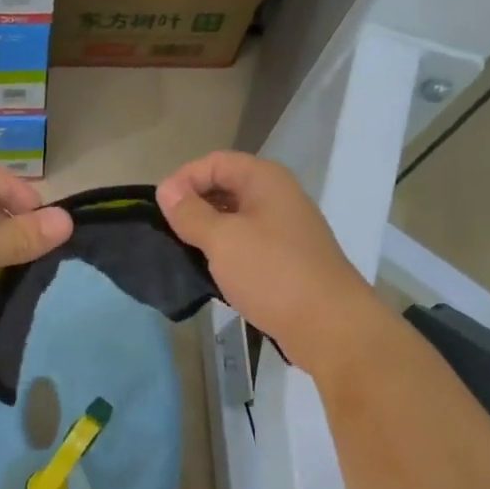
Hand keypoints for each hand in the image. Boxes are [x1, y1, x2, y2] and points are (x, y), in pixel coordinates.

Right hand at [156, 151, 389, 374]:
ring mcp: (284, 229)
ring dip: (207, 231)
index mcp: (265, 180)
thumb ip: (190, 213)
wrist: (329, 325)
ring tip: (183, 254)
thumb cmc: (273, 273)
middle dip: (193, 205)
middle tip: (168, 233)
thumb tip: (166, 190)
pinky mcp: (285, 259)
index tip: (159, 211)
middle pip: (225, 187)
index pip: (214, 162)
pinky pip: (247, 244)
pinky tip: (209, 272)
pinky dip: (225, 252)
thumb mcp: (222, 239)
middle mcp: (277, 196)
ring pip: (235, 218)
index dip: (183, 179)